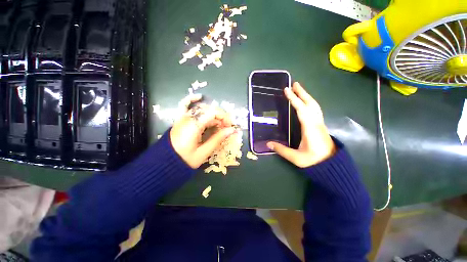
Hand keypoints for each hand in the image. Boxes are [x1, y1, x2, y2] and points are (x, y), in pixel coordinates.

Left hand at [170, 94, 236, 168]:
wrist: (166, 163)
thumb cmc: (185, 160)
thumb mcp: (204, 152)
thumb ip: (218, 138)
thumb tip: (232, 130)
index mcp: (193, 126)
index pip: (213, 112)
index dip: (224, 117)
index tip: (229, 126)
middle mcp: (187, 118)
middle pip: (208, 110)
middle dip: (220, 117)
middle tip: (225, 128)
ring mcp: (182, 117)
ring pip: (201, 109)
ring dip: (212, 114)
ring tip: (218, 124)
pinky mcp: (180, 119)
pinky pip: (184, 105)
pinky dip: (191, 100)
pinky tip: (199, 97)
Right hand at [267, 82, 335, 167]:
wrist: (332, 165)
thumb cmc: (314, 161)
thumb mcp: (296, 158)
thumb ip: (281, 150)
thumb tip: (268, 143)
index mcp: (310, 128)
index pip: (301, 110)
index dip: (294, 99)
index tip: (287, 90)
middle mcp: (316, 123)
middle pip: (310, 104)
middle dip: (302, 93)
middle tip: (294, 84)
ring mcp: (320, 123)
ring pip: (315, 106)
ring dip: (307, 96)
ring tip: (299, 89)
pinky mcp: (320, 125)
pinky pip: (315, 110)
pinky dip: (310, 102)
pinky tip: (306, 103)